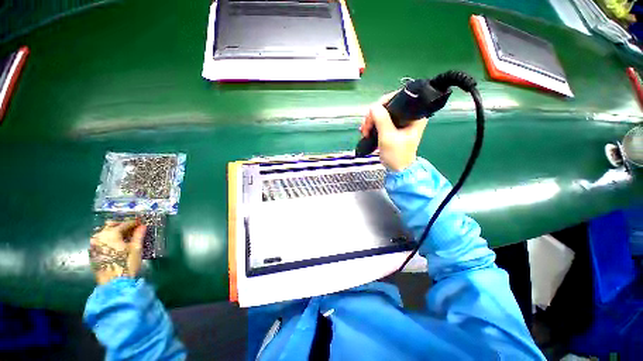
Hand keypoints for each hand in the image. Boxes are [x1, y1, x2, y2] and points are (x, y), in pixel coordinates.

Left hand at [89, 220, 145, 284]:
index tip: (141, 223)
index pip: (123, 224)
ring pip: (103, 233)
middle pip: (110, 226)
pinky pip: (100, 241)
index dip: (133, 223)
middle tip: (132, 227)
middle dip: (121, 225)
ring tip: (123, 235)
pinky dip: (108, 240)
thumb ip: (138, 235)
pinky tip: (115, 244)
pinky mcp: (92, 253)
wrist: (113, 282)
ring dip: (113, 232)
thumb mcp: (136, 248)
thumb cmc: (126, 263)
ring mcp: (93, 245)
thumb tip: (142, 226)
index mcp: (110, 234)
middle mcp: (99, 237)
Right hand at [360, 93, 427, 170]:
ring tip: (364, 132)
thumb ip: (382, 120)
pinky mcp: (393, 127)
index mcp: (415, 115)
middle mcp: (408, 115)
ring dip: (370, 121)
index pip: (398, 98)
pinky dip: (372, 125)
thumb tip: (373, 106)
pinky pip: (380, 120)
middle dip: (373, 115)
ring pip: (382, 113)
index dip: (383, 103)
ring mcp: (400, 122)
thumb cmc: (396, 154)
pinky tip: (366, 132)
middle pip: (387, 106)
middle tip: (366, 126)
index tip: (373, 113)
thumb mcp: (388, 137)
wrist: (397, 169)